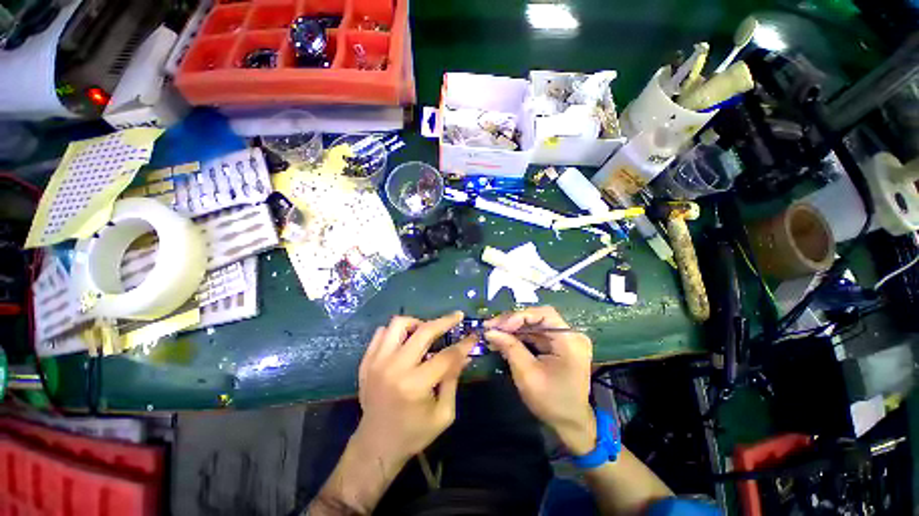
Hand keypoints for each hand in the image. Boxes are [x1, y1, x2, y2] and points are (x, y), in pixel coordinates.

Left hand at [354, 311, 475, 466]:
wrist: (375, 446)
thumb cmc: (413, 433)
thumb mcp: (443, 414)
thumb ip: (453, 380)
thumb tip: (465, 355)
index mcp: (416, 385)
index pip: (446, 355)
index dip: (463, 344)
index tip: (473, 336)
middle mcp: (395, 368)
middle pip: (423, 331)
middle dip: (444, 321)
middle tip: (456, 317)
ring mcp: (377, 362)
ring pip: (398, 324)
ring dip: (417, 323)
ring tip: (426, 331)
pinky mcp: (366, 362)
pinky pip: (381, 333)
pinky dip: (396, 332)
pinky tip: (405, 341)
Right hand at [485, 306, 596, 454]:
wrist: (571, 424)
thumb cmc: (551, 401)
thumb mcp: (527, 374)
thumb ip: (509, 347)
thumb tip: (490, 331)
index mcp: (570, 340)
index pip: (544, 314)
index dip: (519, 316)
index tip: (499, 326)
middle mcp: (570, 335)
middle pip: (538, 318)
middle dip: (512, 322)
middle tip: (491, 327)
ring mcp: (564, 340)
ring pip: (534, 325)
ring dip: (513, 329)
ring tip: (493, 333)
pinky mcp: (558, 346)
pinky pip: (536, 335)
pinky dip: (519, 337)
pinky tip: (504, 340)